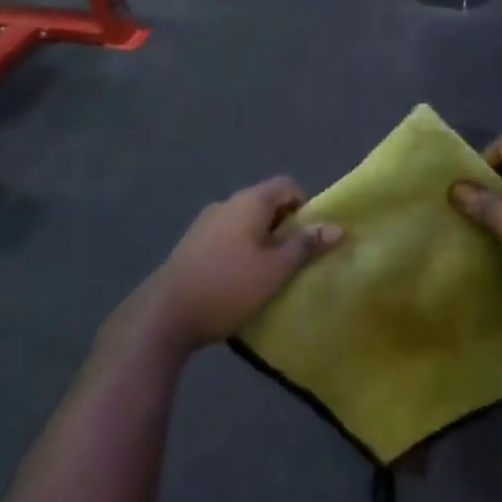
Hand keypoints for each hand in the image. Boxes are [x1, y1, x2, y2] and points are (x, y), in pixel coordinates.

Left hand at [134, 177, 342, 351]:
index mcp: (249, 202)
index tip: (309, 237)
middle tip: (294, 260)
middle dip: (285, 228)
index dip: (305, 205)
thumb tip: (337, 227)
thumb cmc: (228, 287)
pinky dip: (241, 251)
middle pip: (266, 203)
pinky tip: (240, 282)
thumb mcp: (275, 270)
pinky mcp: (191, 246)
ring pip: (246, 223)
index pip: (286, 185)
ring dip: (262, 242)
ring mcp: (204, 224)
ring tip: (270, 275)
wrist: (164, 316)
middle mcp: (226, 204)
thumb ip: (306, 246)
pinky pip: (227, 238)